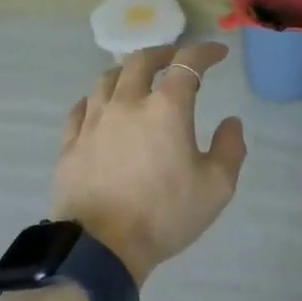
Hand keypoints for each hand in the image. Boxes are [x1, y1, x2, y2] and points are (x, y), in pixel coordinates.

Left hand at [52, 42, 248, 284]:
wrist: (101, 247)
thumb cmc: (165, 214)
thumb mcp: (217, 187)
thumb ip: (230, 148)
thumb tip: (230, 122)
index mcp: (166, 108)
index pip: (187, 63)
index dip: (205, 52)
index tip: (218, 53)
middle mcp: (127, 103)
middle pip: (141, 61)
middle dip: (163, 53)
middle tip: (175, 58)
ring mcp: (94, 121)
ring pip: (107, 79)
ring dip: (127, 72)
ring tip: (138, 78)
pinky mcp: (71, 143)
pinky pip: (82, 107)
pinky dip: (97, 98)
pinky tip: (101, 106)